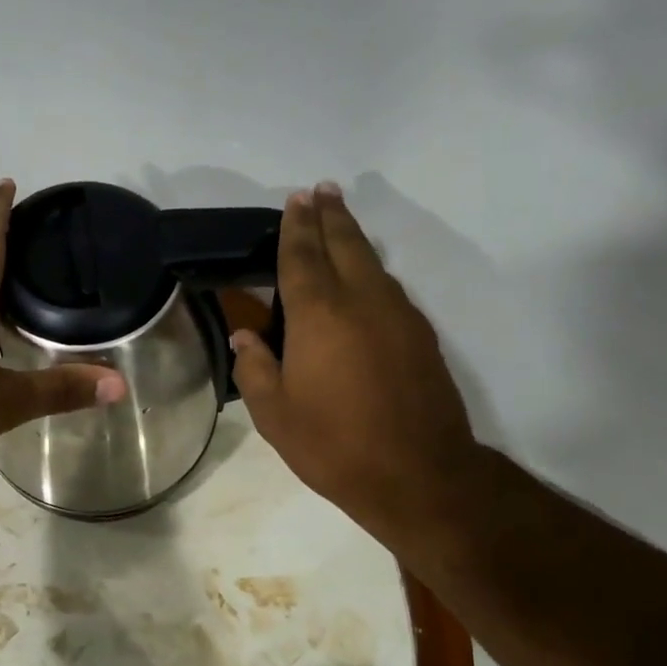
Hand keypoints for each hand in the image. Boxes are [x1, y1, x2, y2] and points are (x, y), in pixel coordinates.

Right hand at [231, 182, 482, 555]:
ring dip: (354, 239)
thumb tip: (246, 337)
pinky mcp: (420, 336)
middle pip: (345, 245)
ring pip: (373, 263)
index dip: (296, 227)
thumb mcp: (276, 415)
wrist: (418, 474)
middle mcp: (362, 301)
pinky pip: (390, 289)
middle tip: (322, 191)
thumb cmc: (334, 445)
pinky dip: (372, 272)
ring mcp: (399, 316)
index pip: (302, 257)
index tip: (296, 199)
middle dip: (330, 216)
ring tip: (340, 225)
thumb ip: (256, 369)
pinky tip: (365, 281)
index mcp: (319, 316)